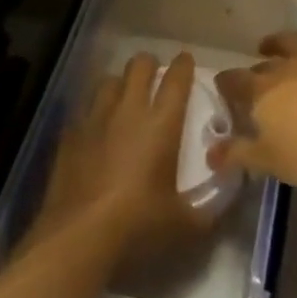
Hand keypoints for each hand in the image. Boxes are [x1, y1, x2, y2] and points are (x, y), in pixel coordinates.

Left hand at [24, 52, 212, 262]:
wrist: (79, 237)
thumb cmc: (138, 224)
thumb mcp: (184, 224)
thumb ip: (209, 210)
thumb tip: (226, 199)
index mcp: (162, 123)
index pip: (176, 79)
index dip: (183, 65)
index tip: (186, 60)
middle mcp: (129, 110)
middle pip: (139, 65)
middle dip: (150, 65)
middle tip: (155, 77)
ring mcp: (96, 118)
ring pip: (109, 80)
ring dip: (120, 83)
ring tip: (124, 97)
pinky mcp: (70, 134)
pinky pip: (84, 108)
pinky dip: (94, 110)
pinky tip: (96, 126)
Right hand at [211, 33, 296, 186]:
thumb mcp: (268, 160)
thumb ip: (238, 154)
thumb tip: (210, 153)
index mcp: (261, 90)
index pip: (234, 80)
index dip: (225, 82)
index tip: (221, 85)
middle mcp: (284, 68)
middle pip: (263, 62)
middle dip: (253, 69)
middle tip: (251, 78)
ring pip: (292, 43)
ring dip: (279, 43)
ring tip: (273, 46)